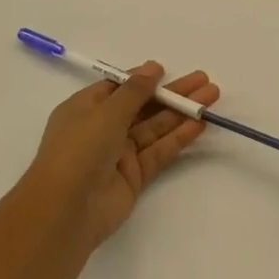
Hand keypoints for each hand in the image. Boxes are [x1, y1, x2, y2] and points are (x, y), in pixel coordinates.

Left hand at [25, 63, 219, 246]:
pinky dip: (178, 138)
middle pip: (143, 106)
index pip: (118, 88)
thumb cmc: (79, 149)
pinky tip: (199, 125)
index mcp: (85, 109)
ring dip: (182, 112)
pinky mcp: (134, 176)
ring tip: (212, 97)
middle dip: (172, 93)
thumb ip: (135, 91)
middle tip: (204, 80)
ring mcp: (118, 154)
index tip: (168, 71)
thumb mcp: (106, 112)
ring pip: (155, 127)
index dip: (143, 79)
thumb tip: (153, 67)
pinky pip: (159, 151)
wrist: (66, 210)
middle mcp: (102, 129)